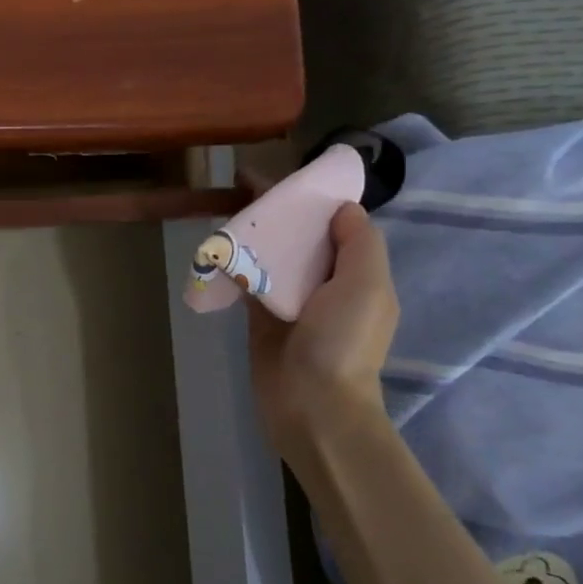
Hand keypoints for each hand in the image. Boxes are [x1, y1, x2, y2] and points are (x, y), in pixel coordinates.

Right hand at [247, 202, 398, 481]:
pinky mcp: (261, 318)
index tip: (282, 177)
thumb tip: (342, 208)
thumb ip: (359, 244)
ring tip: (224, 208)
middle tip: (240, 186)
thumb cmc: (342, 343)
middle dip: (275, 211)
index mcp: (358, 276)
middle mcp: (327, 285)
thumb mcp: (366, 287)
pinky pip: (247, 282)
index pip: (335, 226)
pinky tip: (215, 246)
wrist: (311, 406)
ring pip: (271, 256)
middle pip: (299, 238)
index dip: (311, 199)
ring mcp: (292, 302)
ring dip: (252, 234)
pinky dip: (234, 263)